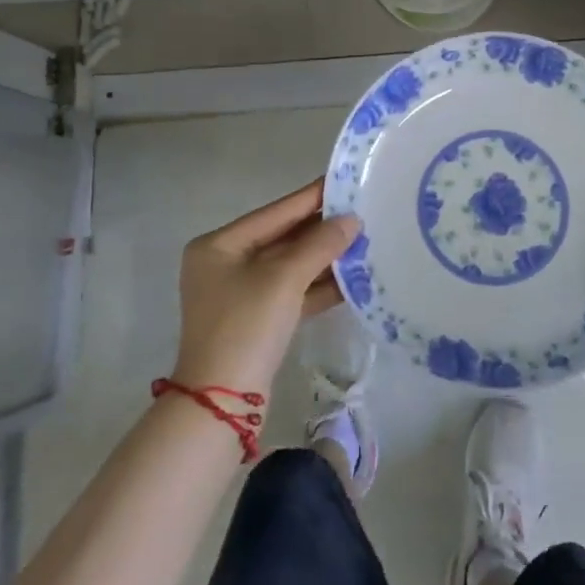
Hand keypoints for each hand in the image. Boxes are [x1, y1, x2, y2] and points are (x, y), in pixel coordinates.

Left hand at [170, 179, 358, 396]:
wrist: (222, 404)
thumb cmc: (245, 326)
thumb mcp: (284, 279)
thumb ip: (320, 244)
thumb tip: (352, 220)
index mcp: (219, 246)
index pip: (275, 212)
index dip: (312, 197)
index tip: (345, 180)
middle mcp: (226, 264)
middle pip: (284, 238)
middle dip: (322, 229)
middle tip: (363, 210)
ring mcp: (241, 294)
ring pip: (291, 266)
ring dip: (325, 258)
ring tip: (365, 241)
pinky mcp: (258, 320)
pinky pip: (293, 291)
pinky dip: (318, 285)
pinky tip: (352, 277)